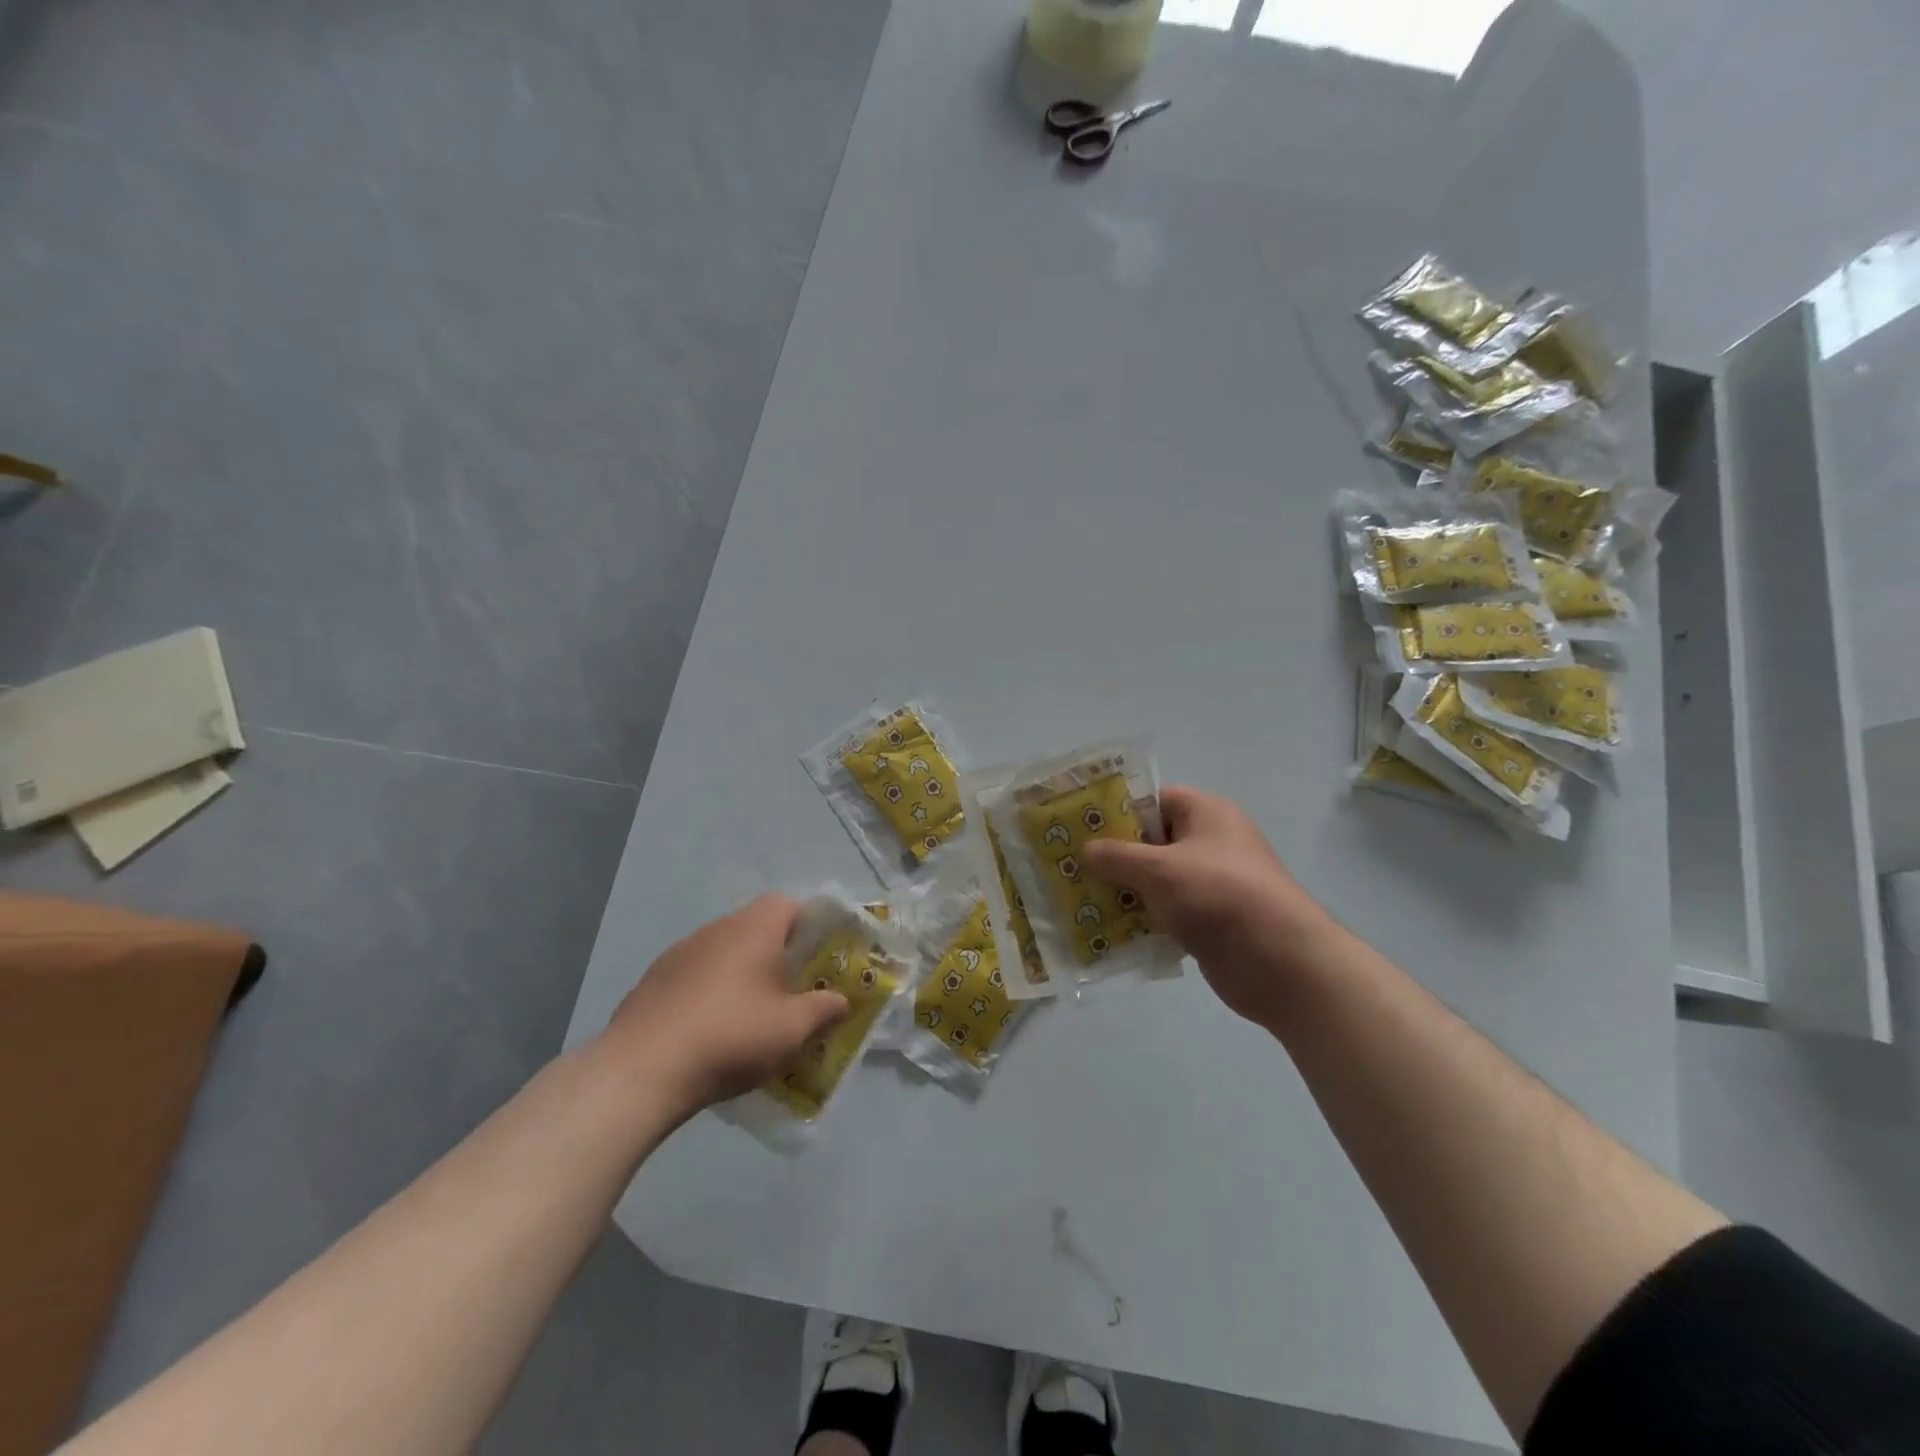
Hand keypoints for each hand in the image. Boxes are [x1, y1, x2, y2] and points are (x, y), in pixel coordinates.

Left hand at [598, 894, 848, 1120]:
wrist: (642, 1070)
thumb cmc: (730, 1036)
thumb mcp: (792, 1029)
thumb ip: (823, 1010)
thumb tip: (841, 1000)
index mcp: (754, 929)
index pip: (788, 904)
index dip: (808, 924)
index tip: (819, 956)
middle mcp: (716, 929)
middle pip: (756, 927)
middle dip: (777, 954)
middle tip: (793, 989)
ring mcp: (679, 953)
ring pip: (723, 952)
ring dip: (741, 974)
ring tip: (753, 1015)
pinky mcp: (653, 981)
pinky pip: (695, 976)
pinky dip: (709, 993)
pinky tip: (711, 1031)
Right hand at [1081, 786, 1343, 1027]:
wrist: (1281, 962)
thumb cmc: (1219, 896)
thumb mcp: (1159, 869)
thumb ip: (1117, 856)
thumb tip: (1085, 850)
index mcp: (1206, 813)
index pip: (1153, 800)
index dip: (1116, 811)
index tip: (1079, 827)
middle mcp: (1210, 843)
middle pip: (1150, 841)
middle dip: (1112, 856)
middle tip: (1070, 865)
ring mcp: (1211, 884)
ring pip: (1155, 880)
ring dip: (1122, 891)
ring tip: (1078, 899)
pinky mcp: (1209, 920)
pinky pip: (1165, 912)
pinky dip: (1140, 920)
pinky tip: (1106, 931)